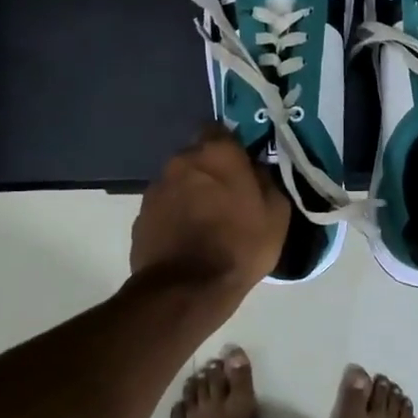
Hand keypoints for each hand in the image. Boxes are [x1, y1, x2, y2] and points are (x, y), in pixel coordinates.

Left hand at [130, 124, 289, 300]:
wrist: (187, 289)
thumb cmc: (240, 245)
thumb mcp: (276, 213)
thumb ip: (267, 180)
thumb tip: (257, 169)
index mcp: (216, 153)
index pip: (218, 128)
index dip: (229, 145)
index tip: (240, 163)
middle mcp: (180, 161)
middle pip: (195, 156)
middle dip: (208, 170)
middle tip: (226, 196)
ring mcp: (155, 188)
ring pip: (177, 181)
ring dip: (189, 193)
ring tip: (205, 222)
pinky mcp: (140, 216)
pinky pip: (163, 208)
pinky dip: (173, 216)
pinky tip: (186, 240)